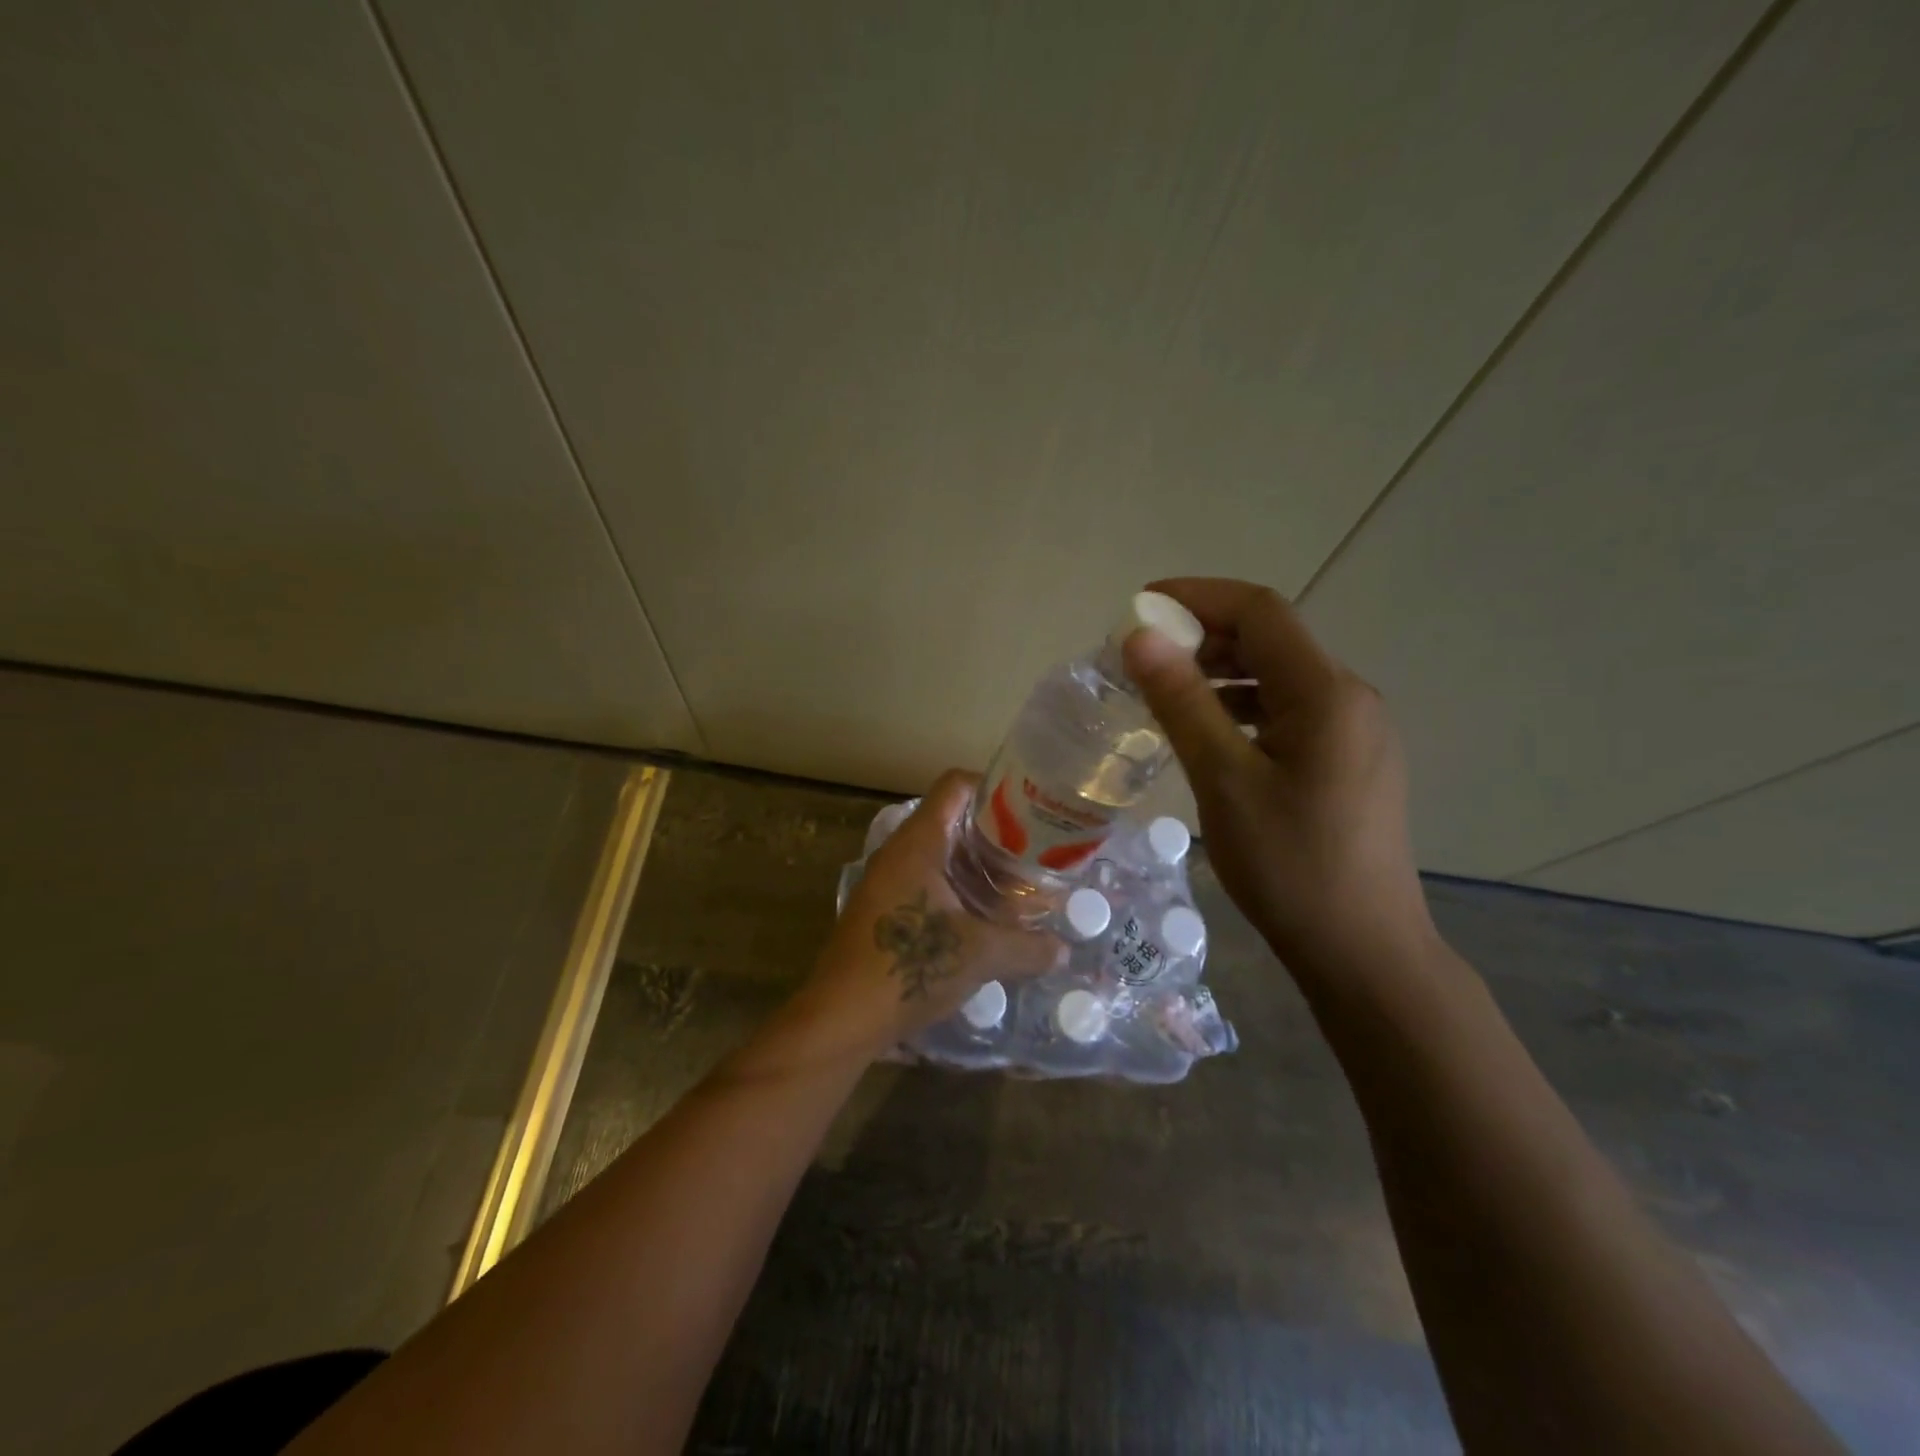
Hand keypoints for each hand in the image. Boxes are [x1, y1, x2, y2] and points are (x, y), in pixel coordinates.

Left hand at [780, 771, 1063, 1063]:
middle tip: (1035, 853)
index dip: (993, 787)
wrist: (842, 1017)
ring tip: (1020, 888)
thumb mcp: (980, 954)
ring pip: (941, 857)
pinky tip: (988, 921)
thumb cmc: (910, 966)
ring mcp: (888, 881)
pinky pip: (928, 884)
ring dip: (979, 870)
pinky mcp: (885, 910)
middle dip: (996, 836)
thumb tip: (1063, 950)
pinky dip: (960, 892)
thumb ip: (1027, 947)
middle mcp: (900, 852)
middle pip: (953, 821)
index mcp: (919, 842)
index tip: (1029, 809)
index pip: (956, 786)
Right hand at [1122, 578, 1434, 977]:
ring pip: (1279, 677)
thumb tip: (1141, 637)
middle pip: (1271, 640)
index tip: (1139, 609)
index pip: (1260, 611)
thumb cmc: (1289, 865)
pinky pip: (1290, 712)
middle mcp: (1350, 697)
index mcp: (1327, 693)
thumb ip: (1183, 702)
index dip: (1197, 597)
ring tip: (1166, 696)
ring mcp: (1355, 730)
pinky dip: (1244, 708)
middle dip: (1203, 637)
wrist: (1362, 950)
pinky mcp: (1350, 760)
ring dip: (1221, 675)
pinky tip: (1210, 735)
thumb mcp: (1224, 780)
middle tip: (1143, 661)